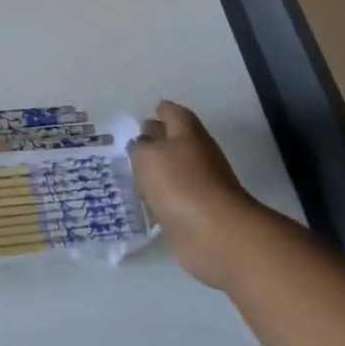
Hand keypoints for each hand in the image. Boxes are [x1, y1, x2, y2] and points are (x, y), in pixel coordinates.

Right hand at [129, 99, 260, 287]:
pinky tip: (140, 202)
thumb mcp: (146, 156)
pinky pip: (171, 200)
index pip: (172, 112)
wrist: (216, 235)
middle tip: (128, 145)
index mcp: (188, 133)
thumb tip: (143, 148)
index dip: (159, 111)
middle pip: (172, 142)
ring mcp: (199, 186)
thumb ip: (139, 147)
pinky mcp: (196, 214)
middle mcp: (196, 155)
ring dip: (154, 174)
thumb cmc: (180, 183)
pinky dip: (158, 200)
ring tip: (128, 174)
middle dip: (153, 142)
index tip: (143, 115)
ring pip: (171, 172)